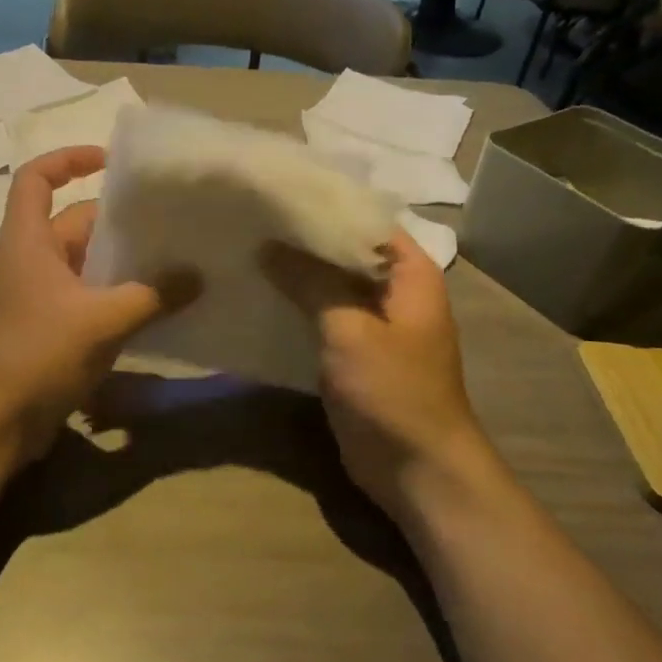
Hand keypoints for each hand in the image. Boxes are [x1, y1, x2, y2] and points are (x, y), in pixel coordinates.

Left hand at [0, 146, 198, 460]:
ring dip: (123, 262)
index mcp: (27, 241)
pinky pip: (86, 298)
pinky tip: (155, 308)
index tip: (111, 161)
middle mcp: (29, 260)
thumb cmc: (36, 355)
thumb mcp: (101, 321)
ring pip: (85, 264)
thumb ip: (152, 295)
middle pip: (75, 222)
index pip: (36, 178)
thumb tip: (197, 275)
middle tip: (171, 222)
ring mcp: (37, 297)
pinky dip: (116, 297)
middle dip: (119, 221)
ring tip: (174, 262)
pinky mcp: (47, 329)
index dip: (68, 159)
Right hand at [262, 230, 492, 518]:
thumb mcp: (349, 329)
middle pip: (343, 251)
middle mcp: (393, 290)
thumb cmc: (393, 392)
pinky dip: (295, 306)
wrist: (417, 471)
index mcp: (409, 272)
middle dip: (300, 239)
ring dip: (294, 273)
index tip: (275, 191)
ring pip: (329, 285)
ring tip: (244, 249)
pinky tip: (256, 295)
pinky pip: (321, 317)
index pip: (364, 218)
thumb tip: (268, 243)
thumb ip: (310, 281)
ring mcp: (373, 323)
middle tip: (250, 218)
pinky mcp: (353, 353)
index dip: (322, 203)